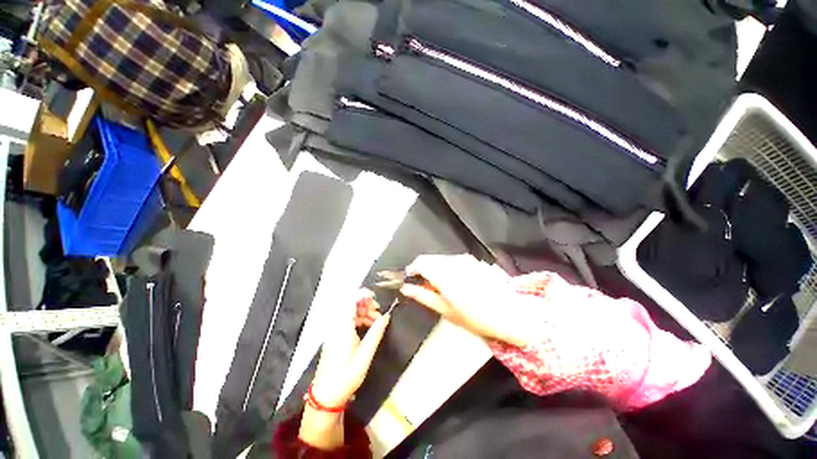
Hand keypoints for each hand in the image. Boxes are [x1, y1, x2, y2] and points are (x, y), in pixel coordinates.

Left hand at [299, 290, 389, 449]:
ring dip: (365, 313)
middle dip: (367, 304)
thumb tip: (386, 316)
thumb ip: (376, 333)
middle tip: (379, 313)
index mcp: (342, 326)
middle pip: (351, 304)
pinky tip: (368, 328)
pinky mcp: (336, 336)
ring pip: (351, 312)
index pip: (351, 300)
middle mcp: (337, 324)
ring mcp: (335, 330)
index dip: (363, 294)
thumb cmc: (346, 376)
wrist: (326, 396)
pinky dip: (359, 320)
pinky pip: (348, 320)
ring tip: (377, 322)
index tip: (376, 298)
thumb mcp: (365, 355)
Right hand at [400, 254, 528, 346]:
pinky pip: (456, 260)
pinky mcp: (476, 261)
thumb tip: (406, 288)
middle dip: (425, 270)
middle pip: (431, 258)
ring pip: (443, 259)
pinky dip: (451, 268)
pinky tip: (460, 282)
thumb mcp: (446, 311)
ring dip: (438, 269)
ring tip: (445, 287)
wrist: (511, 314)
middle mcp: (454, 261)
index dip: (412, 269)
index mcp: (444, 274)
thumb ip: (423, 296)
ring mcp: (467, 259)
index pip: (420, 262)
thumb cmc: (475, 318)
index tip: (411, 279)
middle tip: (428, 287)